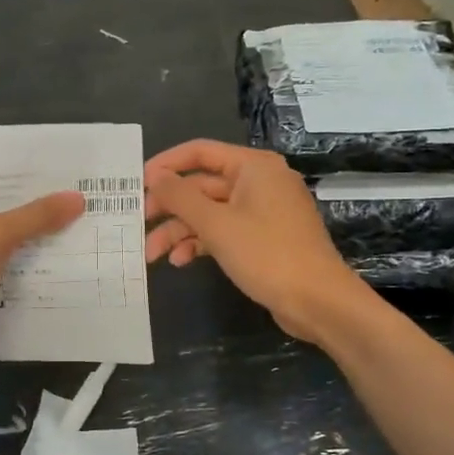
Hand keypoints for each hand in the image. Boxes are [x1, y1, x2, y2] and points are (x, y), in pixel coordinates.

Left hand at [0, 173, 84, 366]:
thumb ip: (38, 216)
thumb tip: (78, 197)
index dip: (32, 177)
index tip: (71, 176)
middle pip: (2, 206)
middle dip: (39, 209)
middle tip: (85, 201)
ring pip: (5, 236)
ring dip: (35, 237)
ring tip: (82, 227)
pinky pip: (3, 261)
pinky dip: (25, 262)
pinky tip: (62, 259)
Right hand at [144, 139, 367, 345]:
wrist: (318, 302)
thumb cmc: (267, 254)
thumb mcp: (216, 224)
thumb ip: (180, 197)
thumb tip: (154, 175)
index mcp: (253, 167)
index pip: (200, 152)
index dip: (165, 165)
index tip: (135, 184)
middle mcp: (259, 182)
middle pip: (202, 186)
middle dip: (169, 207)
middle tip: (137, 223)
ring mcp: (262, 211)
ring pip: (210, 212)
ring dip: (180, 231)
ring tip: (152, 255)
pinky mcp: (263, 238)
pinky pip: (224, 231)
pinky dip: (201, 243)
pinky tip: (181, 261)